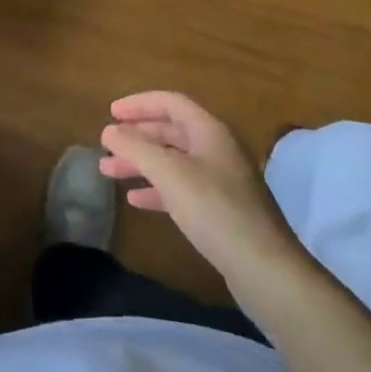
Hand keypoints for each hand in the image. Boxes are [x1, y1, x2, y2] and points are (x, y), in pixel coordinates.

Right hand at [98, 91, 305, 282]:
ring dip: (141, 163)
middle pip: (170, 131)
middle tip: (106, 144)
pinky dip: (157, 189)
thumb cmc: (214, 209)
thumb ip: (136, 147)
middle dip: (136, 136)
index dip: (138, 104)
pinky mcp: (221, 211)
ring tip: (109, 172)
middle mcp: (217, 150)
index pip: (170, 103)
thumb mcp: (169, 173)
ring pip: (173, 161)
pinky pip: (182, 189)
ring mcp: (222, 181)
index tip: (111, 113)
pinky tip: (136, 200)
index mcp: (210, 131)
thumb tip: (109, 131)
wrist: (265, 268)